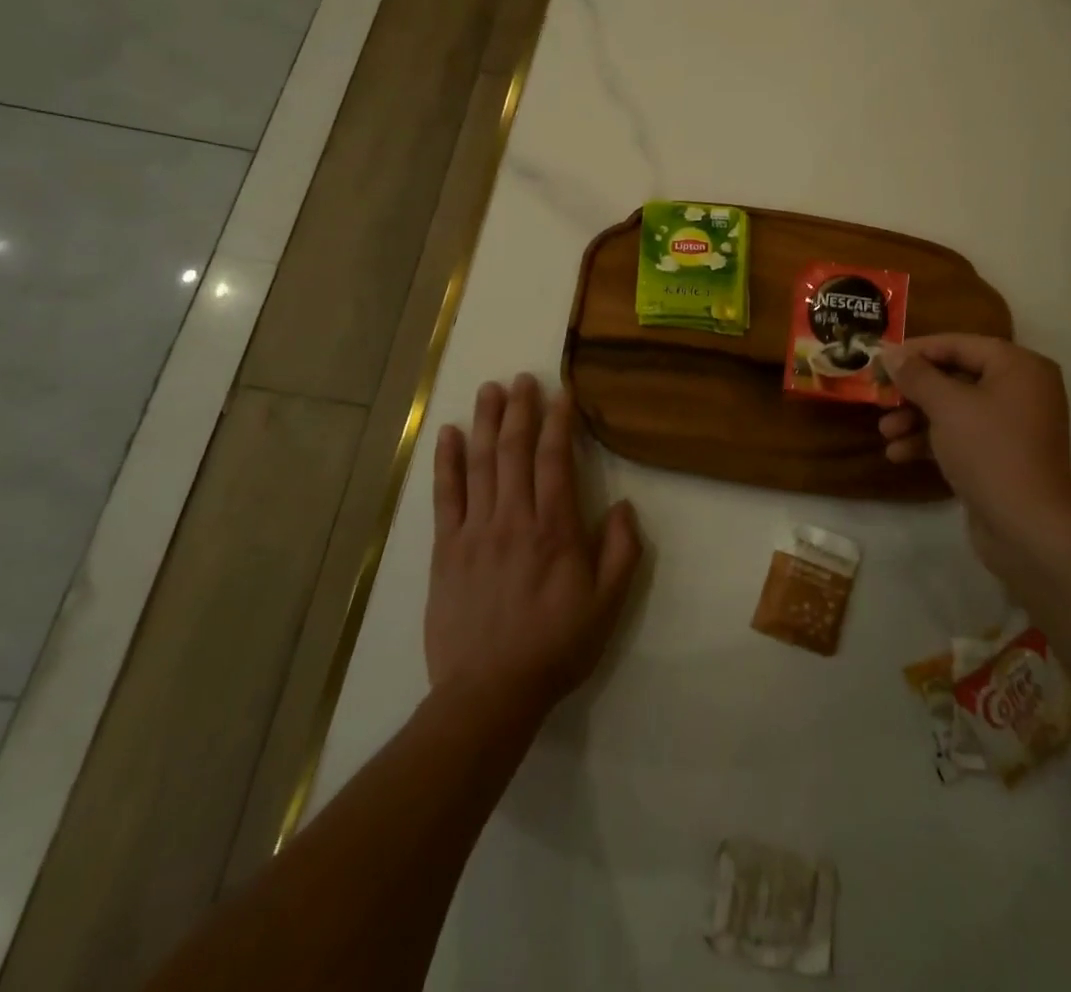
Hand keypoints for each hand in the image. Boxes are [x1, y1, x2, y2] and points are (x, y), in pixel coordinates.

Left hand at [426, 374, 642, 720]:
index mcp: (554, 529)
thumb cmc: (555, 646)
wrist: (488, 692)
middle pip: (515, 451)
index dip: (559, 422)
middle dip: (521, 410)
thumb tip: (624, 506)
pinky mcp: (445, 549)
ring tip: (491, 390)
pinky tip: (448, 434)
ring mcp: (474, 531)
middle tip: (523, 378)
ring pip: (480, 463)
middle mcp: (512, 518)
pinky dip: (446, 461)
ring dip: (486, 423)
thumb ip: (622, 551)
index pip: (555, 460)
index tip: (562, 393)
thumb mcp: (608, 605)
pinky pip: (445, 495)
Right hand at [879, 335, 1070, 589]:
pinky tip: (898, 454)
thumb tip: (891, 352)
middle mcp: (1020, 390)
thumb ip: (916, 375)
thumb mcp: (946, 406)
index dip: (916, 350)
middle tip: (879, 396)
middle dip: (913, 391)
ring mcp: (1012, 425)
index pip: (959, 344)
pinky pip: (960, 436)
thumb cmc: (989, 450)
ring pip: (954, 409)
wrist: (1027, 527)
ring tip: (885, 433)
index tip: (880, 359)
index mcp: (1018, 366)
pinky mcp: (1001, 456)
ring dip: (916, 419)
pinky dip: (931, 441)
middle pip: (955, 377)